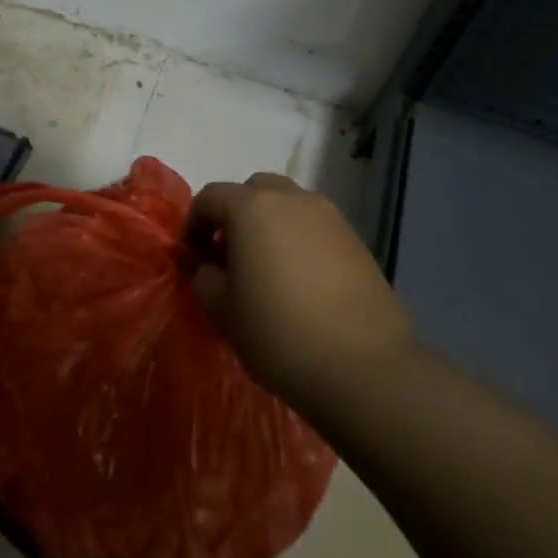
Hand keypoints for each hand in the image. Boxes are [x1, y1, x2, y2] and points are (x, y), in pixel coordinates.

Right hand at [187, 173, 410, 418]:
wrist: (365, 366)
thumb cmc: (279, 334)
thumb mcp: (223, 311)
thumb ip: (205, 278)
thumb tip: (209, 267)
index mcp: (251, 208)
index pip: (210, 197)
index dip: (193, 224)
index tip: (192, 257)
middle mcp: (291, 199)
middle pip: (253, 190)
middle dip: (234, 215)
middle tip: (228, 255)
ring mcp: (329, 216)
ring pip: (288, 206)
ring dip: (269, 225)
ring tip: (266, 269)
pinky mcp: (356, 239)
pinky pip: (314, 227)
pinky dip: (298, 240)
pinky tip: (300, 282)